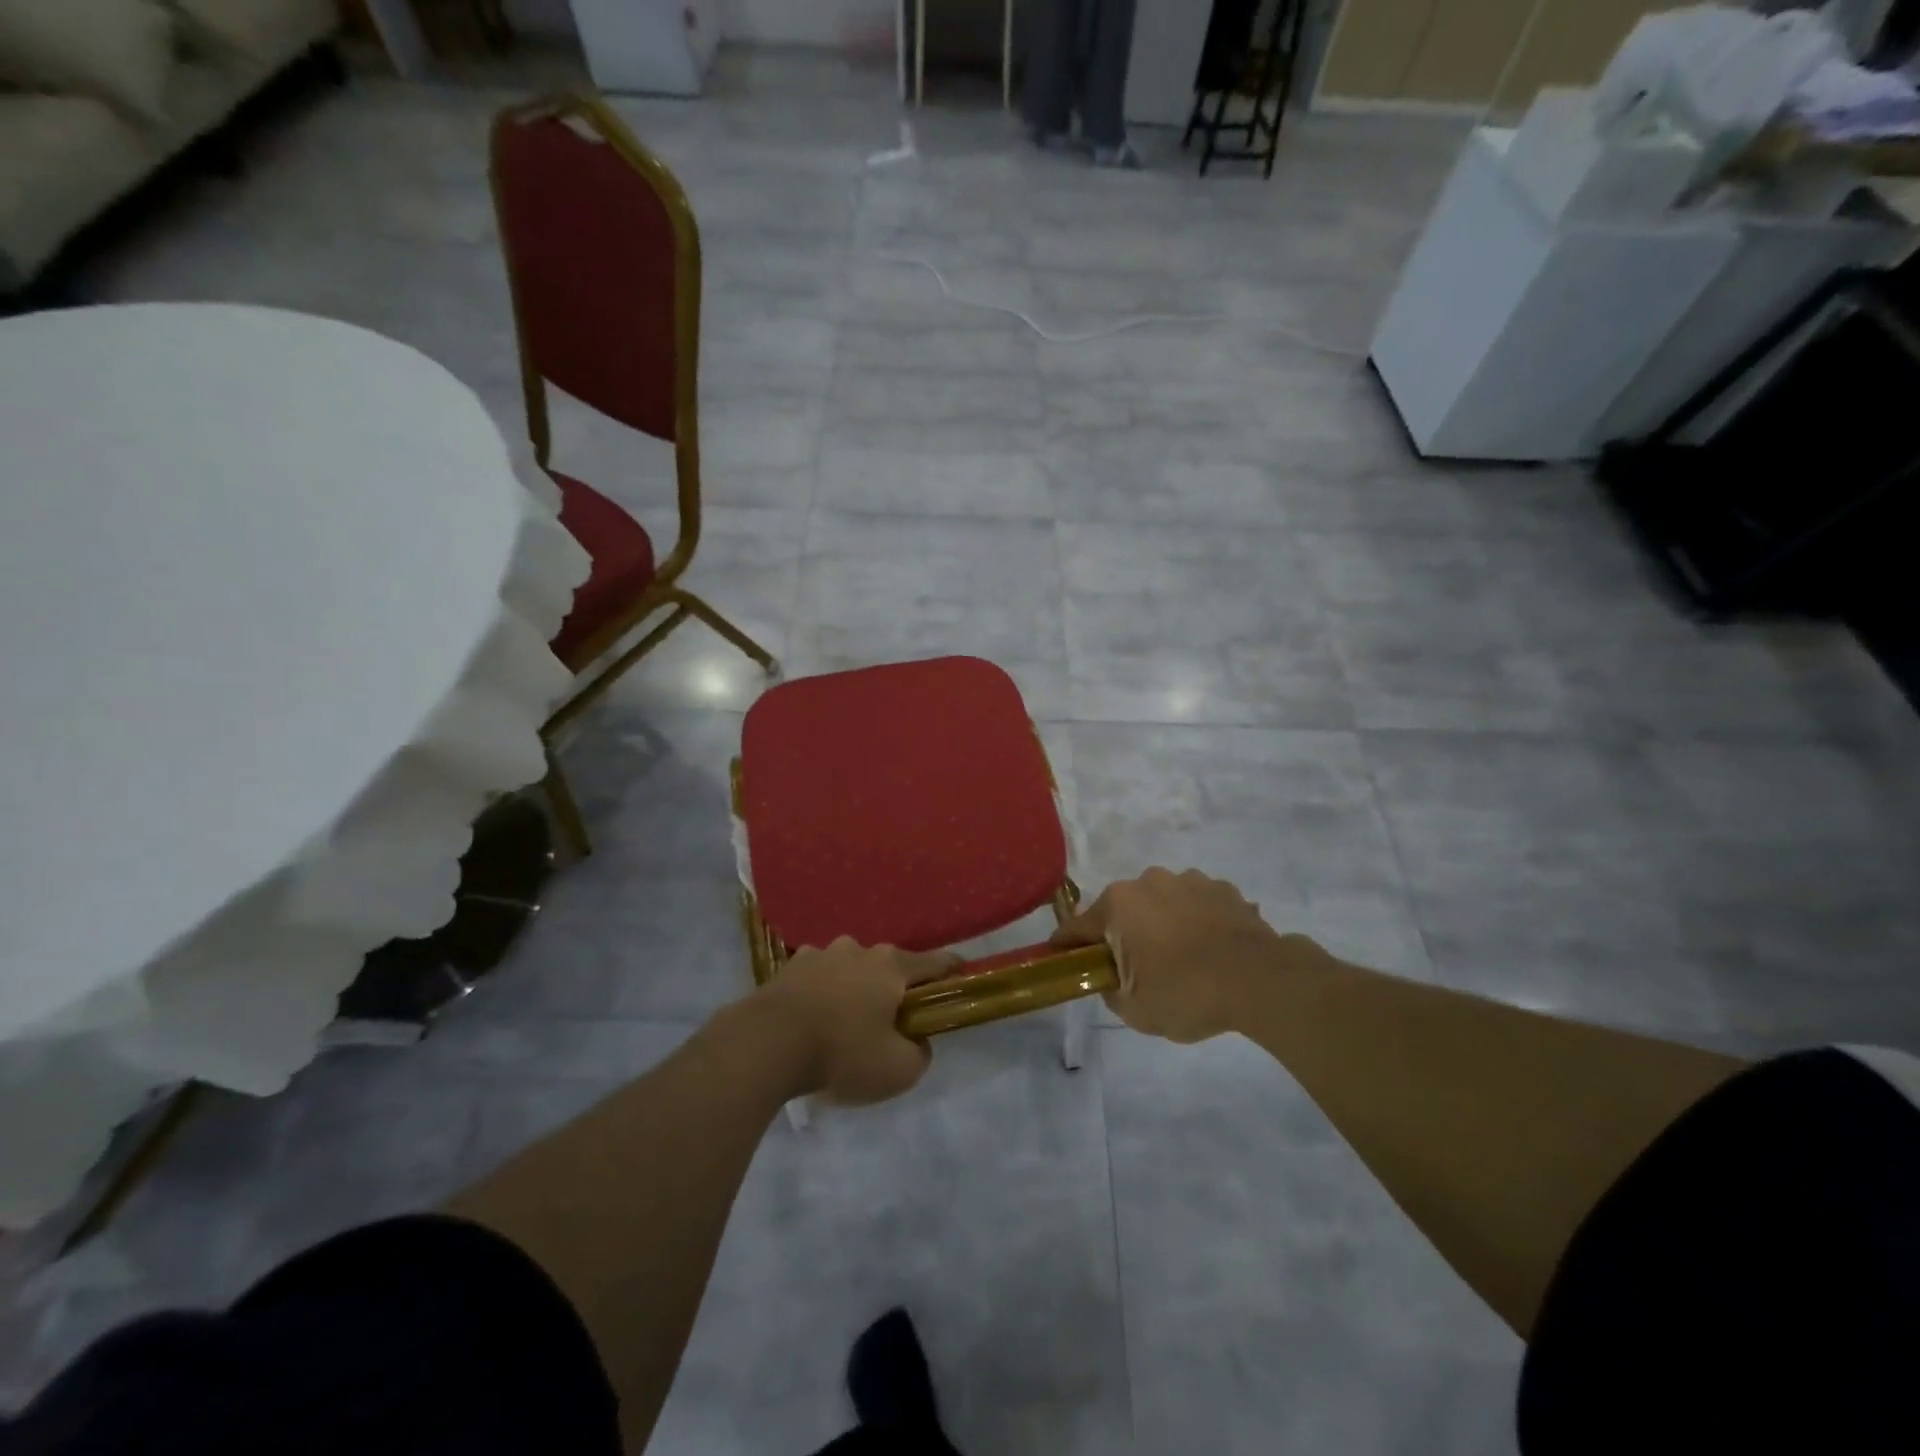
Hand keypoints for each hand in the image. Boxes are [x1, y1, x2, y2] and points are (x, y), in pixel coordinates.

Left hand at [758, 938, 960, 1104]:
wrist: (767, 1043)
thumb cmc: (842, 1052)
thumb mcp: (897, 1070)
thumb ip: (919, 1054)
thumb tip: (917, 1041)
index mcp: (892, 967)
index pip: (936, 962)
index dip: (952, 971)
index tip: (961, 977)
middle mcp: (860, 950)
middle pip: (890, 966)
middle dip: (895, 988)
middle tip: (892, 1020)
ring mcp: (822, 953)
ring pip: (851, 968)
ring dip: (855, 988)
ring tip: (846, 1021)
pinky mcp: (790, 967)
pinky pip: (818, 977)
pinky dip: (822, 992)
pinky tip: (813, 1018)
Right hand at [1050, 867, 1308, 1042]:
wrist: (1260, 980)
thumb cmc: (1185, 993)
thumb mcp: (1134, 1008)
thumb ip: (1109, 990)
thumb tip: (1110, 977)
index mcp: (1118, 905)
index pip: (1078, 927)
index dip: (1066, 946)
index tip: (1061, 960)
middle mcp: (1148, 881)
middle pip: (1122, 911)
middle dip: (1123, 935)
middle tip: (1135, 970)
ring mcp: (1189, 880)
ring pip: (1161, 905)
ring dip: (1162, 925)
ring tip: (1182, 960)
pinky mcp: (1223, 889)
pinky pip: (1197, 906)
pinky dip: (1196, 923)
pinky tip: (1210, 951)